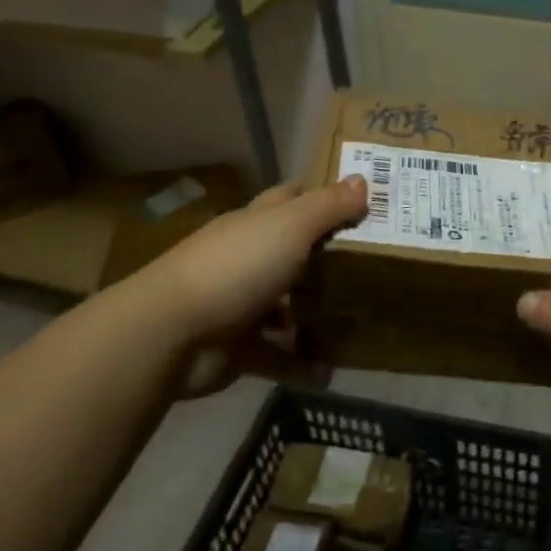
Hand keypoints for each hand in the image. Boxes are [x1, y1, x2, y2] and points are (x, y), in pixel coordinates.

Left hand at [134, 176, 366, 396]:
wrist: (172, 333)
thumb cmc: (236, 268)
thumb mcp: (290, 227)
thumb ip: (327, 207)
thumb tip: (363, 180)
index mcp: (256, 224)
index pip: (291, 198)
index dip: (323, 196)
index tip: (364, 203)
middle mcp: (248, 259)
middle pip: (294, 252)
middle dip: (330, 257)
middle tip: (378, 265)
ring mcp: (242, 304)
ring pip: (288, 306)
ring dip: (318, 314)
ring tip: (360, 319)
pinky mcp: (239, 347)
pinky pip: (279, 356)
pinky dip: (302, 364)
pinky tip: (331, 371)